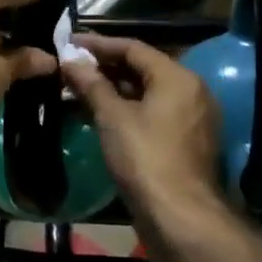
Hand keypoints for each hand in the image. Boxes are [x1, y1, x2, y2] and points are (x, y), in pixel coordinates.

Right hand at [62, 35, 222, 211]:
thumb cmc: (145, 158)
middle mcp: (190, 91)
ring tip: (77, 92)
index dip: (99, 44)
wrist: (181, 218)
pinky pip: (153, 115)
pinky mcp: (185, 143)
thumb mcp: (113, 118)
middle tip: (70, 68)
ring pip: (147, 94)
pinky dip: (127, 111)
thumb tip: (70, 59)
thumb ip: (91, 84)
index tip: (70, 43)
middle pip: (142, 69)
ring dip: (113, 91)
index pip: (134, 48)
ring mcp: (191, 118)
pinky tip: (99, 117)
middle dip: (104, 68)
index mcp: (177, 77)